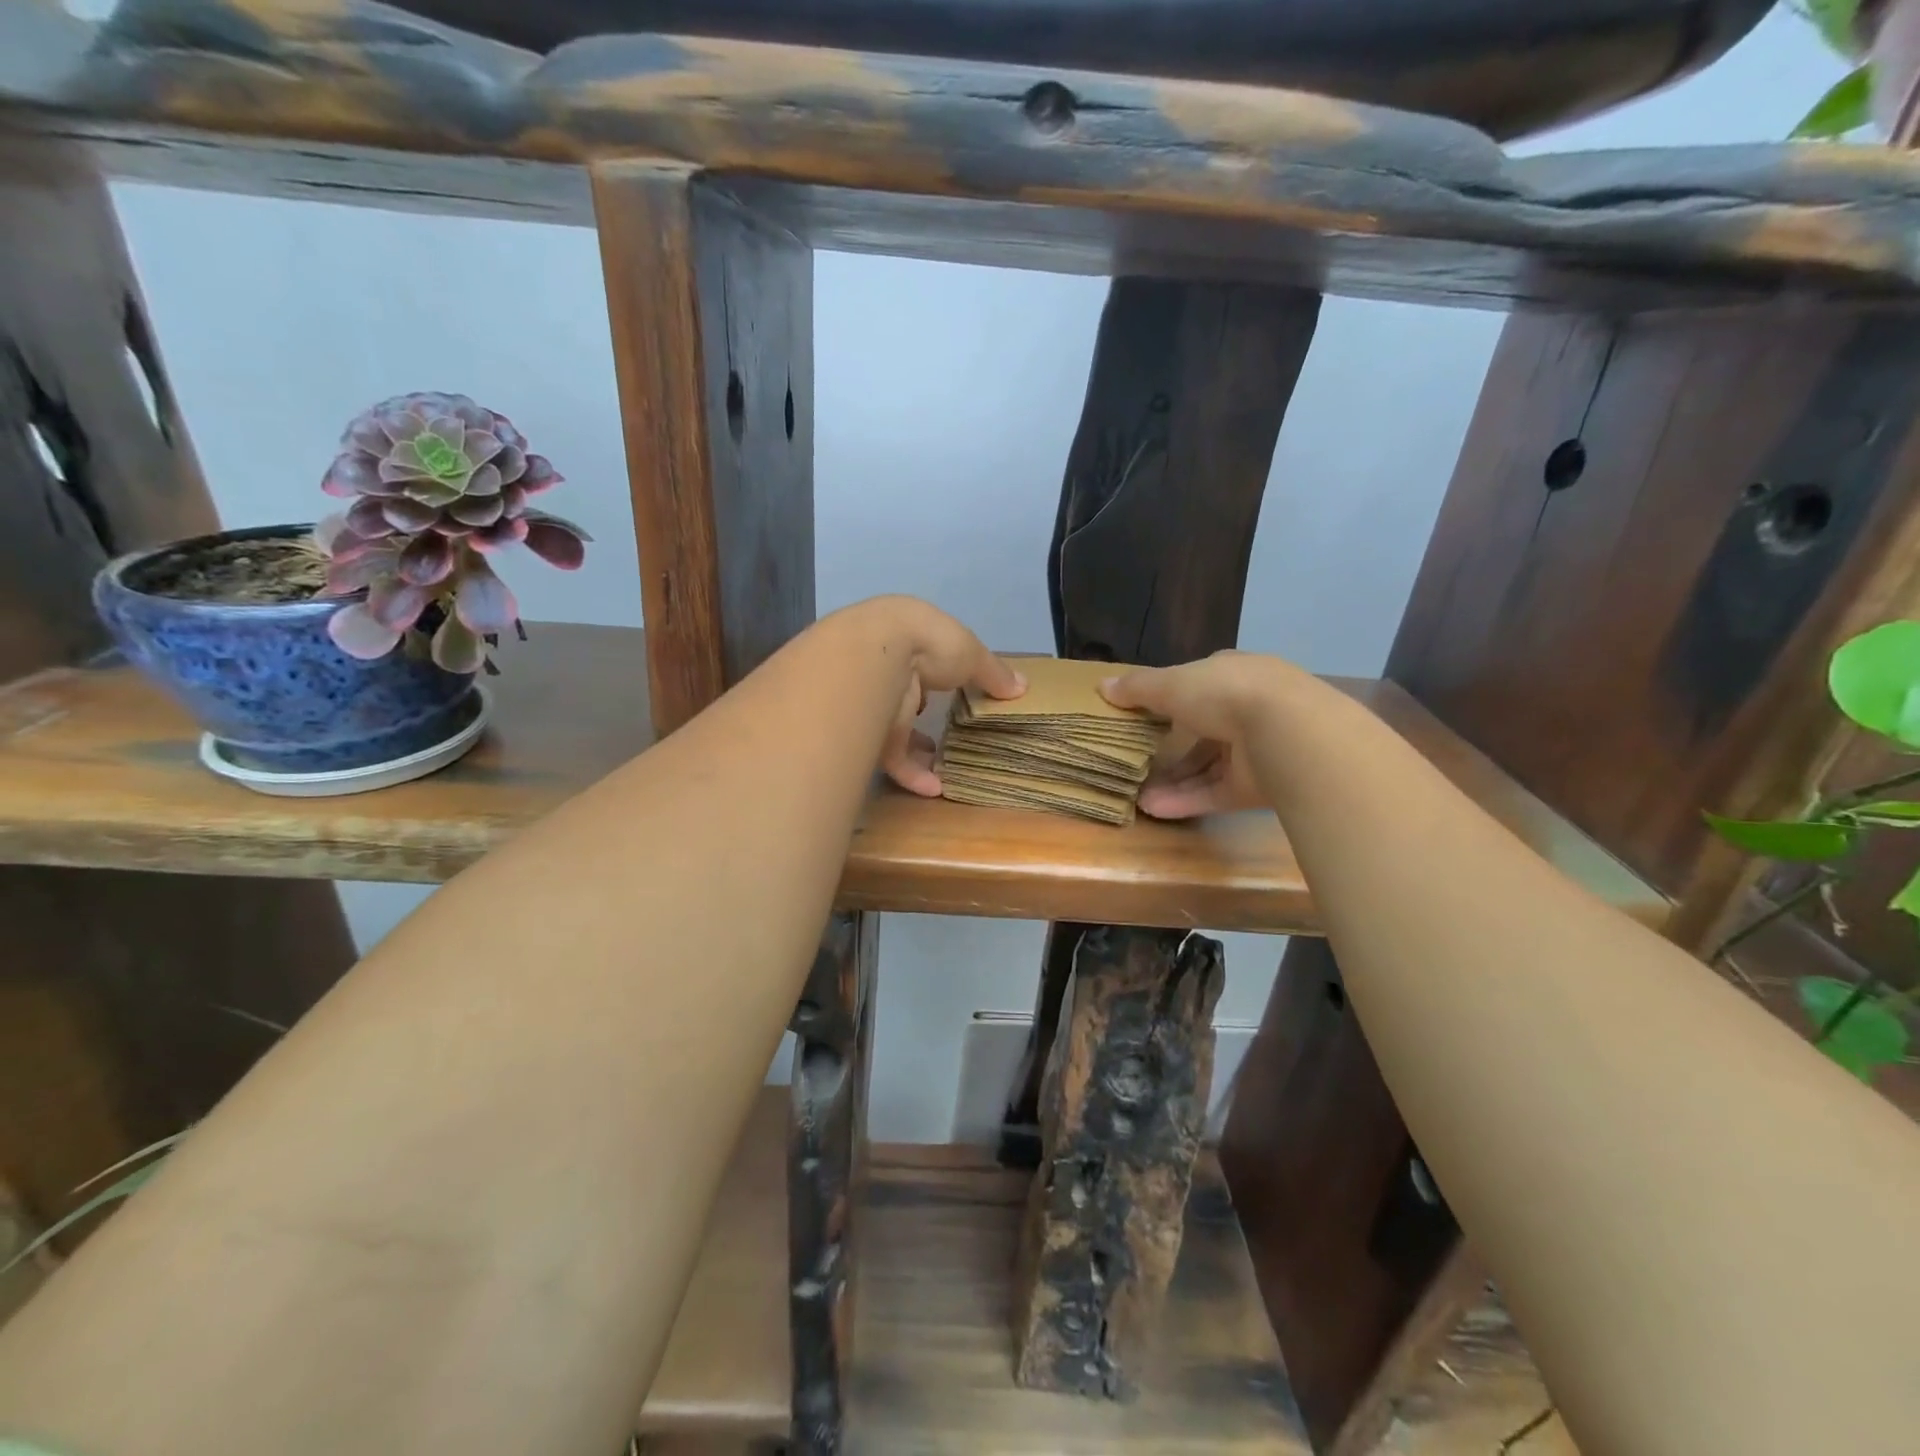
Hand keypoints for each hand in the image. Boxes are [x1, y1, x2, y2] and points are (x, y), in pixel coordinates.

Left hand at [847, 597, 1024, 796]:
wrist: (876, 658)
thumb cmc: (930, 644)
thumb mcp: (972, 654)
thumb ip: (994, 673)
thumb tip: (1022, 687)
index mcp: (908, 638)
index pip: (926, 659)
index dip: (942, 674)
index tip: (960, 691)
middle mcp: (886, 668)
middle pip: (907, 694)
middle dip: (923, 713)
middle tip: (948, 732)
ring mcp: (873, 701)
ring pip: (896, 729)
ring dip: (918, 750)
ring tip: (944, 766)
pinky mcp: (867, 734)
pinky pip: (892, 758)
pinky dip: (912, 774)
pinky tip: (935, 788)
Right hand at [1099, 651, 1295, 819]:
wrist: (1285, 732)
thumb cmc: (1224, 694)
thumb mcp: (1171, 683)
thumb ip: (1138, 688)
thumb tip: (1101, 687)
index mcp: (1232, 675)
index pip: (1199, 685)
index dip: (1170, 697)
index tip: (1142, 713)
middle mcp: (1246, 710)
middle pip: (1201, 731)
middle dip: (1168, 747)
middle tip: (1133, 761)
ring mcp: (1254, 750)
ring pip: (1206, 767)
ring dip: (1172, 780)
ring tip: (1136, 795)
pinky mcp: (1256, 787)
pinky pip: (1214, 793)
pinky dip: (1185, 800)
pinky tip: (1153, 809)